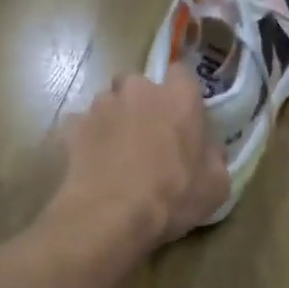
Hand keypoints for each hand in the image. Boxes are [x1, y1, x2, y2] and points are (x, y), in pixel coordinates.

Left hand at [49, 68, 229, 256]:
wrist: (111, 214)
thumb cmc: (172, 197)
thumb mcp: (215, 186)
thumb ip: (214, 158)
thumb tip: (210, 151)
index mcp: (178, 98)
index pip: (182, 73)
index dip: (180, 93)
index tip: (180, 115)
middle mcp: (138, 90)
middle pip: (138, 84)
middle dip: (141, 103)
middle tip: (145, 135)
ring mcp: (101, 105)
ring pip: (108, 102)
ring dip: (113, 119)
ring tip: (115, 152)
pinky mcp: (73, 125)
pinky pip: (82, 125)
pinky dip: (87, 138)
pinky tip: (91, 162)